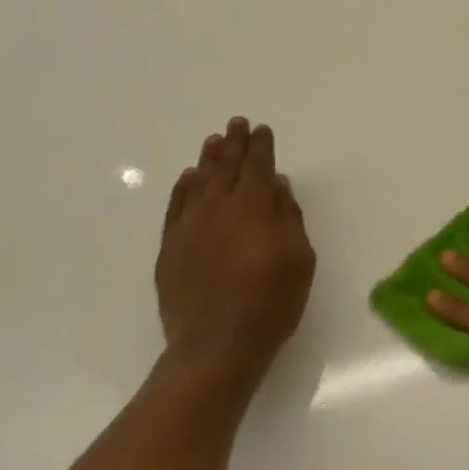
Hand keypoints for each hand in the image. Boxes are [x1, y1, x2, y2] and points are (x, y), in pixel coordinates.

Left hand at [156, 117, 315, 379]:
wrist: (216, 345)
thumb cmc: (270, 304)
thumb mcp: (298, 260)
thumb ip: (288, 217)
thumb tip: (277, 185)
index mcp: (252, 208)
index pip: (257, 167)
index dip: (260, 146)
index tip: (261, 130)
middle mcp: (217, 208)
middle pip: (226, 167)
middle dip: (233, 143)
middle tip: (236, 123)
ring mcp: (189, 227)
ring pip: (199, 181)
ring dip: (208, 159)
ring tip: (214, 141)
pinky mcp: (170, 247)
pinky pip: (176, 206)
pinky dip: (183, 188)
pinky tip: (189, 178)